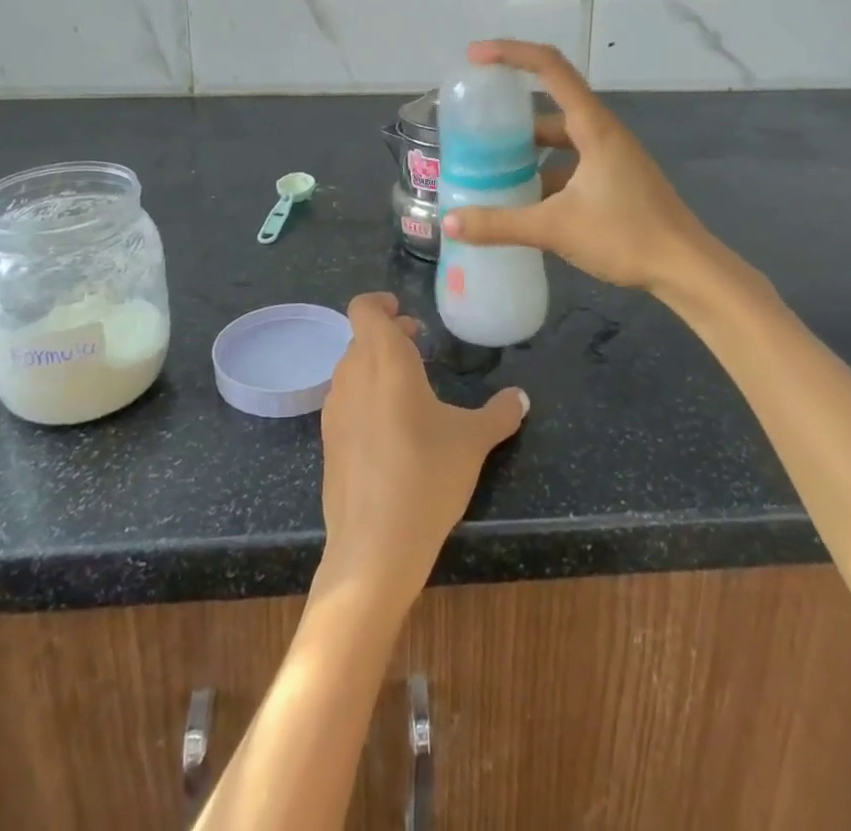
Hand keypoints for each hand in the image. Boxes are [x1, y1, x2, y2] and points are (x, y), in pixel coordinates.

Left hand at [317, 293, 527, 607]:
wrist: (374, 547)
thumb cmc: (426, 476)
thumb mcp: (473, 442)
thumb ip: (499, 413)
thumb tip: (521, 398)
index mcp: (384, 359)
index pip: (363, 308)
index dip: (380, 303)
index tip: (404, 312)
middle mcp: (352, 375)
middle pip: (361, 338)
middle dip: (388, 334)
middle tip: (419, 342)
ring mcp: (334, 409)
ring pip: (351, 369)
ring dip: (376, 365)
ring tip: (410, 384)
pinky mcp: (329, 441)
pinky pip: (346, 401)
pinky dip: (365, 396)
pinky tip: (392, 427)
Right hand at [442, 39, 713, 294]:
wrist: (685, 268)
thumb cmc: (626, 236)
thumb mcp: (556, 228)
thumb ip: (500, 225)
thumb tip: (449, 222)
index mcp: (593, 126)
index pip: (550, 67)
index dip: (511, 53)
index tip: (475, 57)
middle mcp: (601, 132)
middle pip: (549, 105)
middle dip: (510, 113)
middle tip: (472, 125)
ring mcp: (610, 156)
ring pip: (558, 139)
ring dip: (525, 148)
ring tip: (486, 165)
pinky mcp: (613, 179)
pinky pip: (568, 163)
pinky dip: (542, 172)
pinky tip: (520, 199)